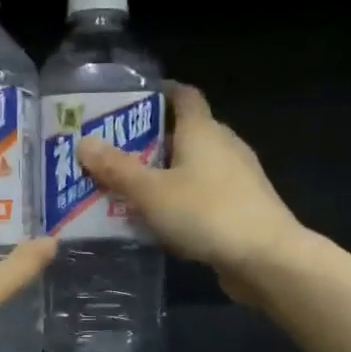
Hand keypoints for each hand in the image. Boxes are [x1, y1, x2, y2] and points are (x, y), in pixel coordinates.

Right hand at [77, 82, 301, 300]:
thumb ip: (117, 169)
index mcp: (203, 130)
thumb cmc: (206, 213)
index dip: (159, 93)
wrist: (266, 258)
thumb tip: (84, 142)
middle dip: (151, 141)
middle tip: (114, 154)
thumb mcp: (151, 192)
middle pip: (185, 132)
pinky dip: (181, 200)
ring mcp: (238, 177)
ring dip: (165, 174)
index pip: (183, 95)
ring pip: (194, 167)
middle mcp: (224, 145)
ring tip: (129, 190)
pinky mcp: (242, 206)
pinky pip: (204, 194)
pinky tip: (161, 221)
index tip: (130, 103)